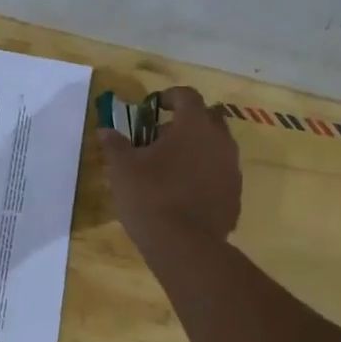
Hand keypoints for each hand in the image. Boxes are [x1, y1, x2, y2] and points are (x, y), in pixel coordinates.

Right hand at [96, 87, 240, 250]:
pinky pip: (219, 174)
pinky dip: (204, 175)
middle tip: (161, 136)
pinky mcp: (235, 195)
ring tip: (171, 166)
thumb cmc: (150, 197)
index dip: (170, 96)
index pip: (187, 96)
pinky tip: (184, 192)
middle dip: (187, 122)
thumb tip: (105, 130)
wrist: (184, 245)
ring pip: (216, 147)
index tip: (154, 106)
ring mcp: (231, 169)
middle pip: (208, 118)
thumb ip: (115, 145)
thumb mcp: (122, 169)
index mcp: (194, 126)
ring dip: (197, 149)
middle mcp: (220, 141)